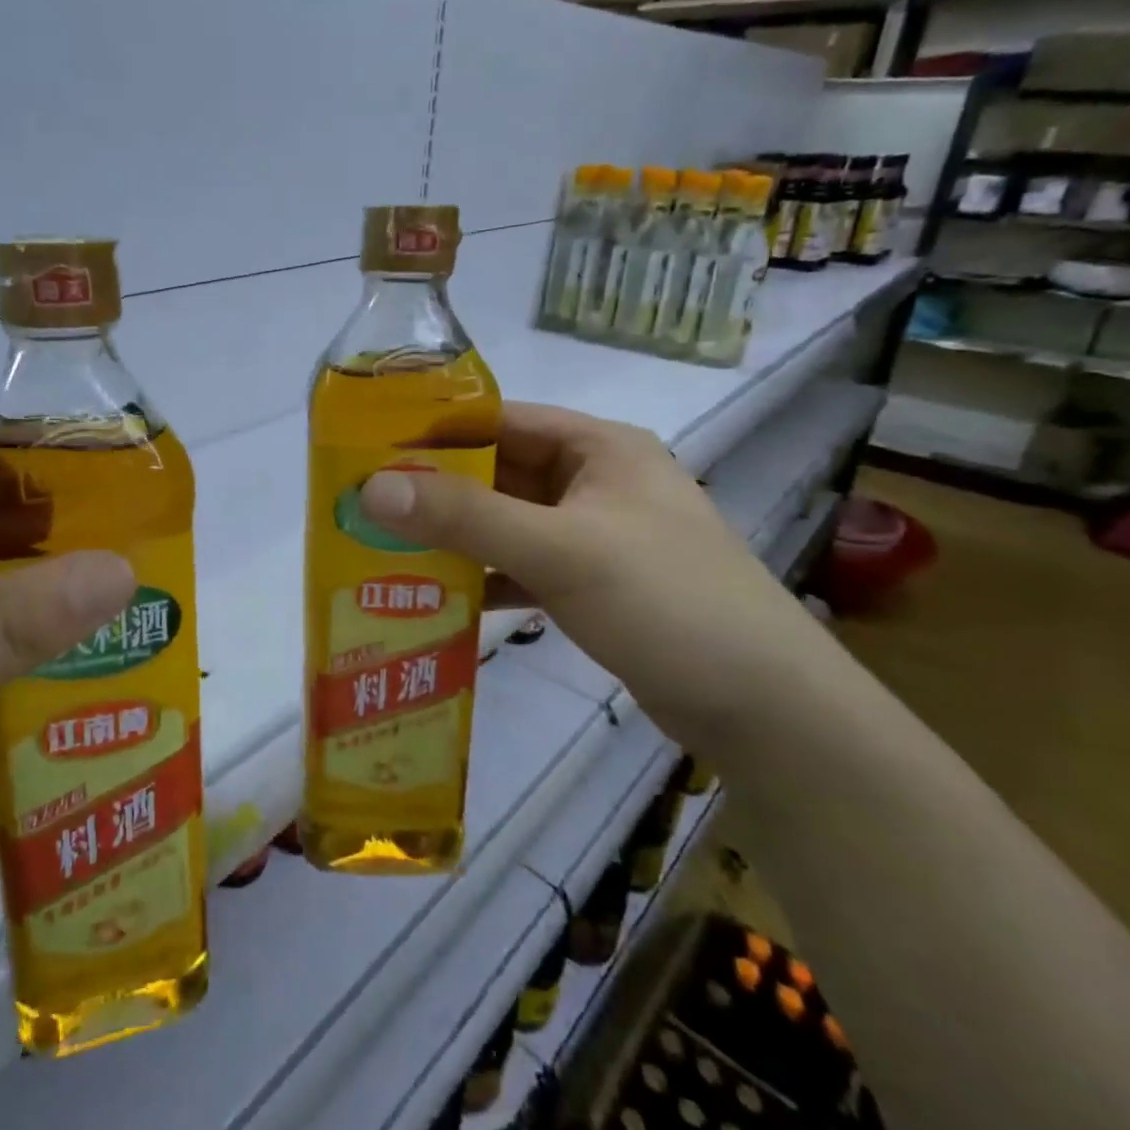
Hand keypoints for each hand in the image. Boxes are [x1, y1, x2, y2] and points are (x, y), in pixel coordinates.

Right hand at [358, 403, 827, 740]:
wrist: (766, 710)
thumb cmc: (667, 602)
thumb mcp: (560, 549)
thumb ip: (464, 516)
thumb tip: (370, 488)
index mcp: (598, 448)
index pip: (500, 420)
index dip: (435, 431)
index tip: (368, 451)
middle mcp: (595, 482)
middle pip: (498, 472)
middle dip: (435, 490)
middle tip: (363, 506)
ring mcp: (594, 535)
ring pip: (506, 523)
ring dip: (454, 536)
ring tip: (383, 548)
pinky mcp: (592, 584)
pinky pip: (521, 566)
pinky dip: (483, 577)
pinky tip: (435, 596)